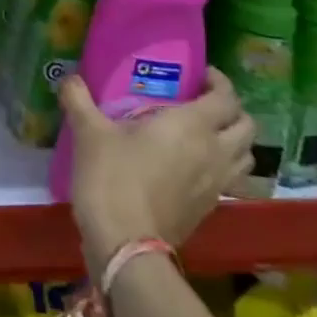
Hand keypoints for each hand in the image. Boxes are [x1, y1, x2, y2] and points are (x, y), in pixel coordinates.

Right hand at [59, 68, 254, 273]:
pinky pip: (232, 181)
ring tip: (207, 134)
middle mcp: (215, 151)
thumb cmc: (112, 177)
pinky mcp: (211, 208)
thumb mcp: (89, 131)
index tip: (201, 74)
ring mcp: (217, 184)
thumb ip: (79, 98)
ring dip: (234, 141)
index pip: (226, 97)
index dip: (219, 81)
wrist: (125, 242)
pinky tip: (194, 167)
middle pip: (247, 126)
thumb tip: (69, 78)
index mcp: (192, 125)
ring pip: (247, 156)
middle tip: (204, 103)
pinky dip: (224, 168)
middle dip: (232, 110)